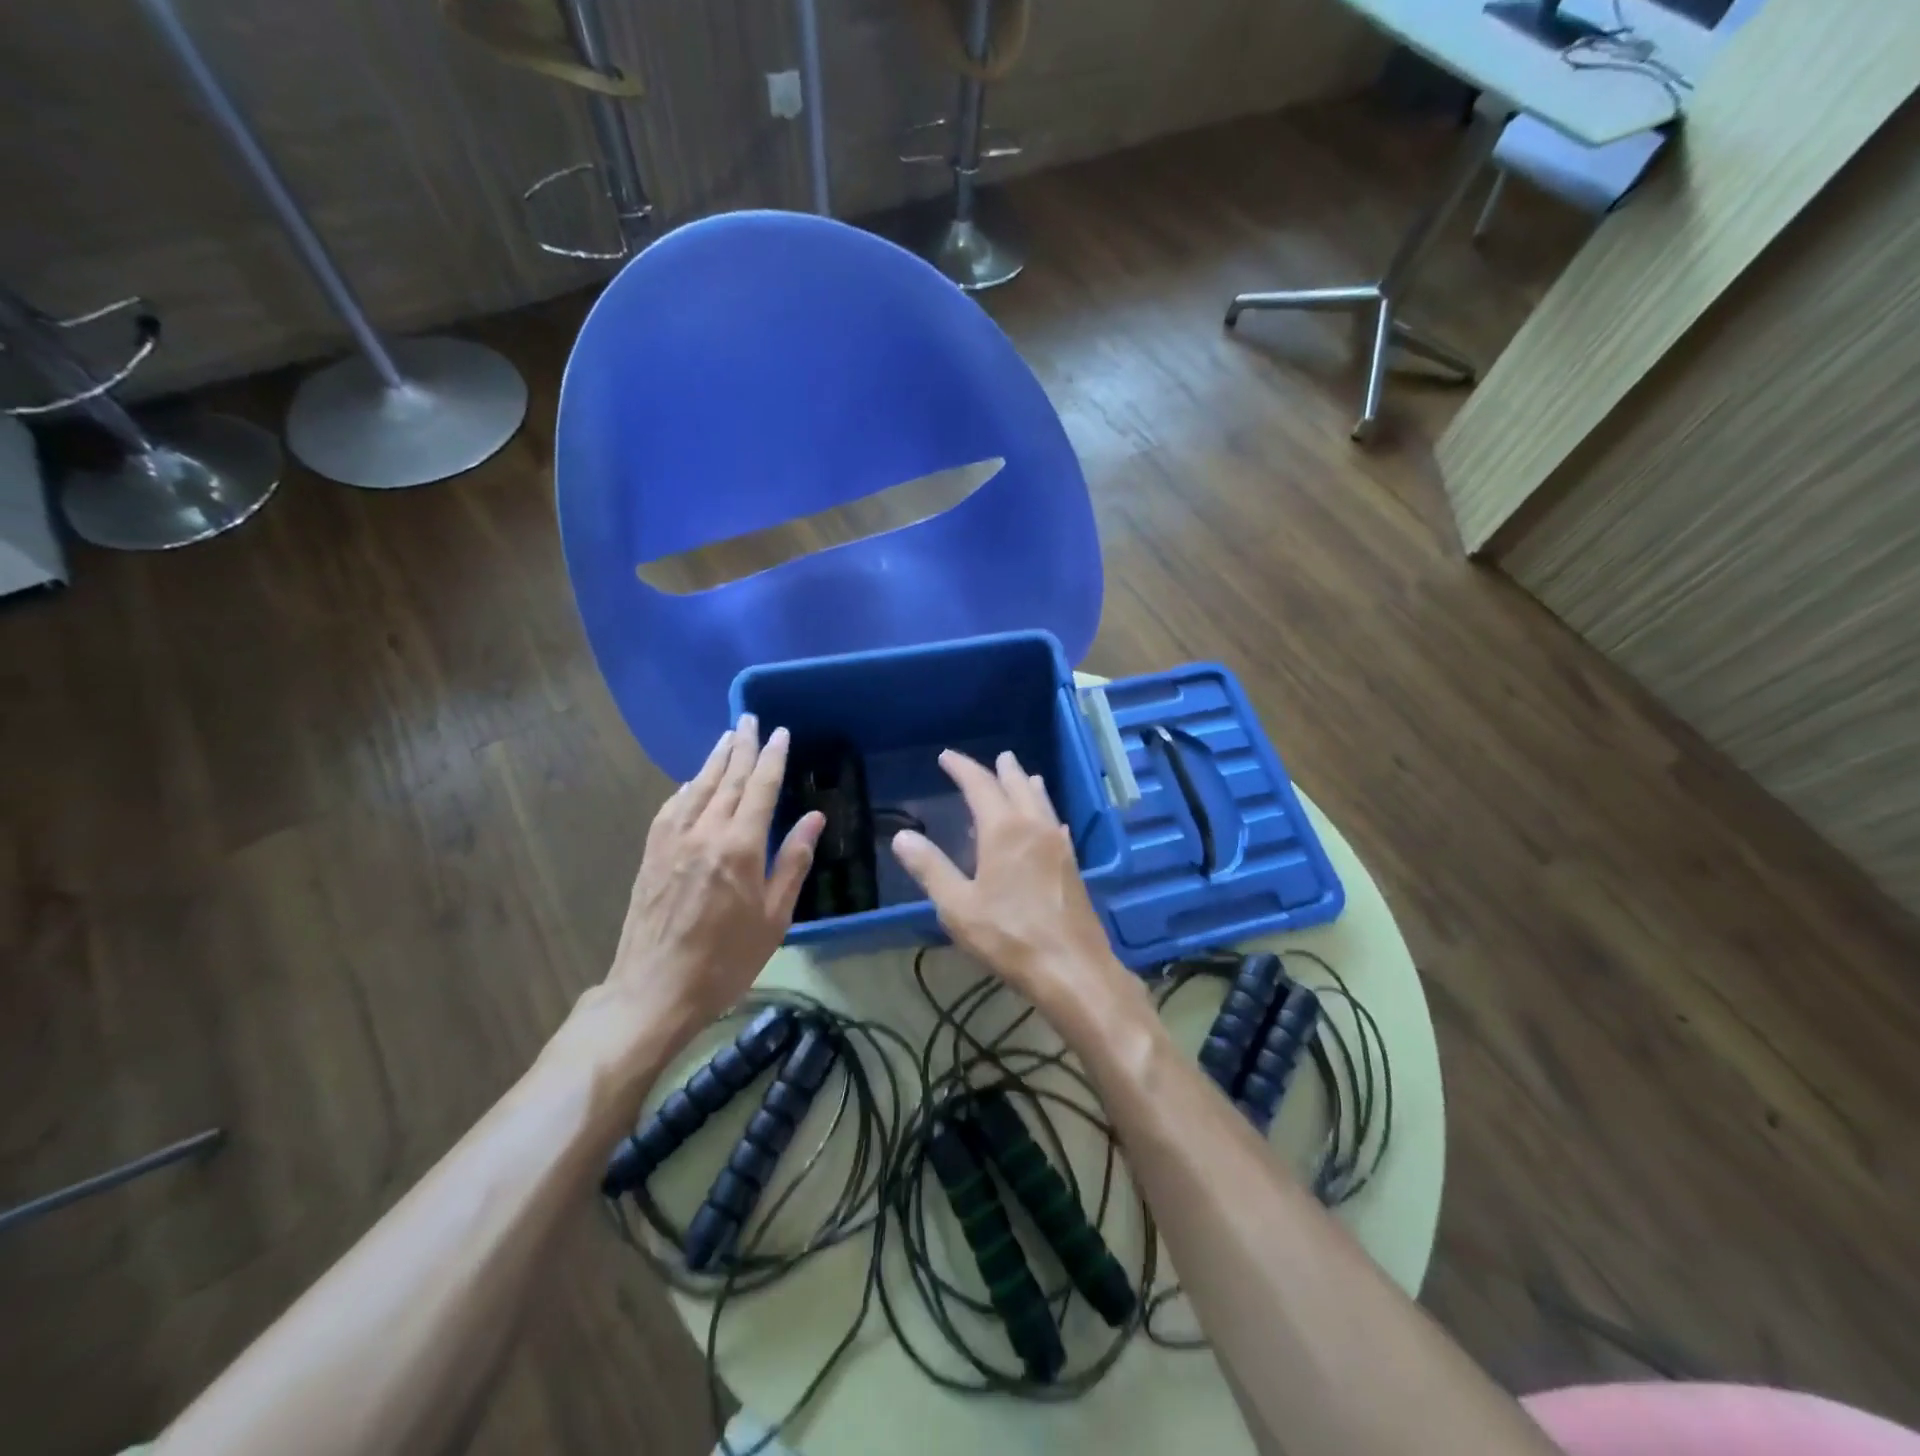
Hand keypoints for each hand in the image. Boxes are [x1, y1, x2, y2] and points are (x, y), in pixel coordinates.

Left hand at [592, 716, 824, 1047]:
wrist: (655, 990)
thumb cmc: (726, 960)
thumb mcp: (774, 917)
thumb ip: (793, 862)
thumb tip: (814, 818)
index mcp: (740, 846)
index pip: (761, 788)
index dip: (773, 757)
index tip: (781, 732)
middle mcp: (705, 832)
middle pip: (728, 778)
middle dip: (742, 746)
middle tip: (750, 719)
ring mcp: (672, 841)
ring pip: (697, 787)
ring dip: (714, 759)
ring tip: (727, 737)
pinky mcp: (651, 854)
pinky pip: (671, 808)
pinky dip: (686, 788)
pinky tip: (691, 781)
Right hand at [890, 748, 1125, 1007]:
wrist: (1071, 968)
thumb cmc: (1008, 936)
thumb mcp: (958, 906)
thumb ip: (930, 868)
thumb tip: (903, 836)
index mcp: (1004, 830)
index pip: (980, 785)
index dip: (962, 767)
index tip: (946, 756)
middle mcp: (1034, 827)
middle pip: (1018, 786)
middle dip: (1002, 770)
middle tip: (996, 758)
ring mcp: (1058, 845)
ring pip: (1042, 803)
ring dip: (1027, 786)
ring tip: (1023, 776)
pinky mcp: (1071, 865)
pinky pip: (1055, 825)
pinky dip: (1044, 813)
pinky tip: (1048, 824)